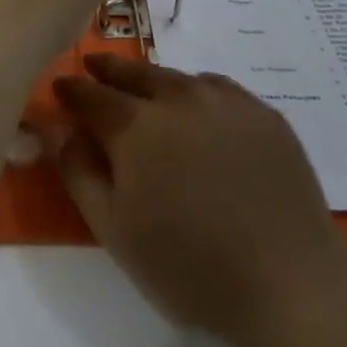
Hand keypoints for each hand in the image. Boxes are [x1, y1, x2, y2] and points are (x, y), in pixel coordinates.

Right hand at [50, 53, 346, 346]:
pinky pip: (219, 88)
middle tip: (95, 65)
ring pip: (178, 77)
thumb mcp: (115, 230)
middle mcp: (179, 98)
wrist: (288, 282)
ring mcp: (226, 101)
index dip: (72, 89)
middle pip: (135, 73)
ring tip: (146, 89)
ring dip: (154, 80)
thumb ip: (78, 172)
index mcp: (137, 126)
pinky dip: (198, 90)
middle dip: (109, 68)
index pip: (92, 95)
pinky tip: (201, 109)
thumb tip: (57, 129)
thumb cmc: (190, 265)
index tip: (59, 85)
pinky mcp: (263, 113)